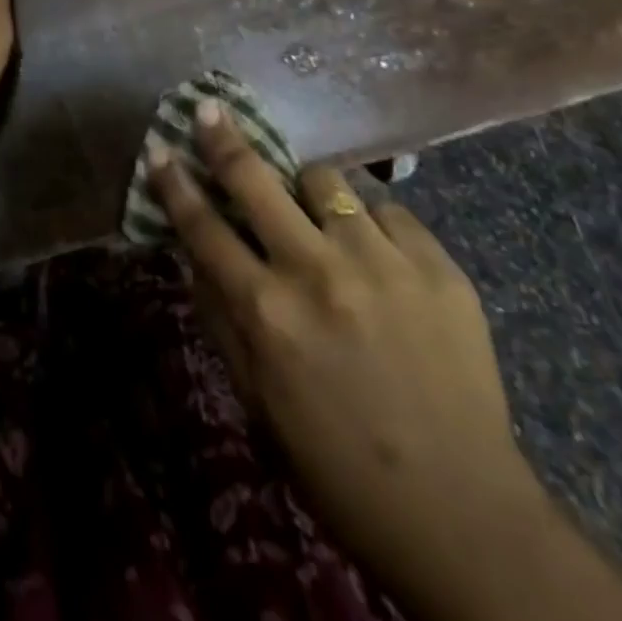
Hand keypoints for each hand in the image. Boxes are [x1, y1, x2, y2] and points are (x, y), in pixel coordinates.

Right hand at [152, 105, 544, 589]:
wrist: (460, 512)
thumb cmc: (337, 465)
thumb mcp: (257, 399)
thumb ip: (221, 319)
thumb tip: (195, 256)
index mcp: (267, 313)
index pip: (203, 228)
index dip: (175, 184)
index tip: (160, 149)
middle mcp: (318, 272)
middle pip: (256, 180)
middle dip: (225, 139)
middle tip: (210, 109)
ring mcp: (382, 261)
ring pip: (327, 180)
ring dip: (307, 186)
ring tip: (313, 207)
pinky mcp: (437, 265)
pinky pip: (388, 210)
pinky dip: (369, 221)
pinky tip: (374, 251)